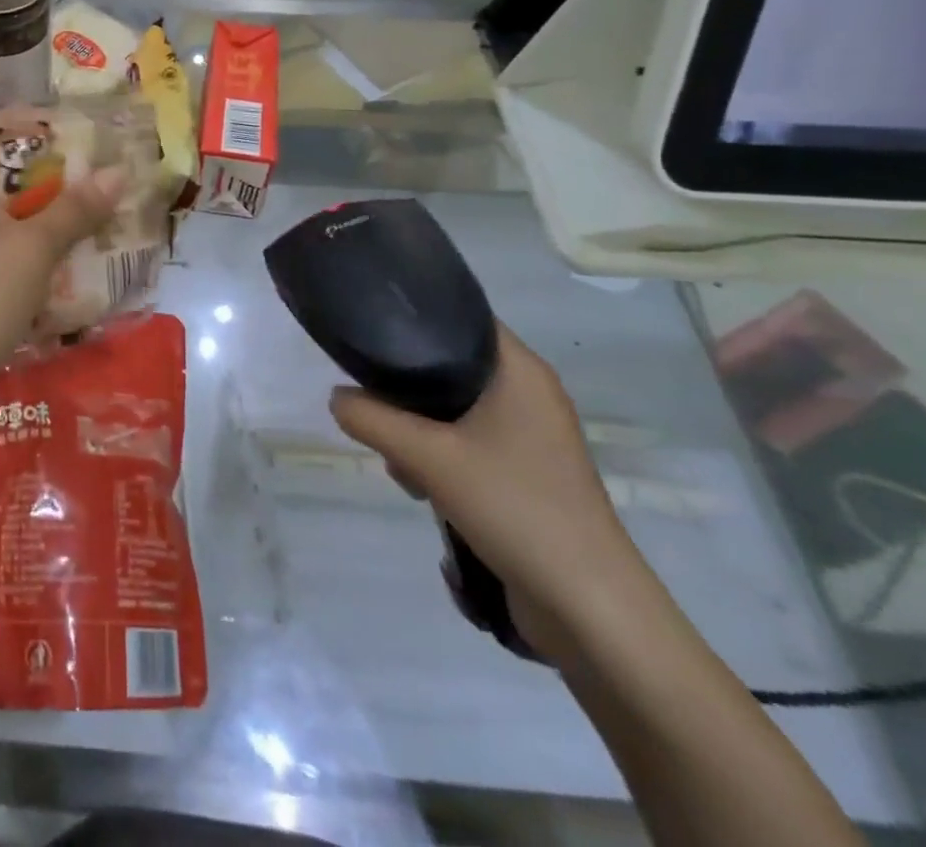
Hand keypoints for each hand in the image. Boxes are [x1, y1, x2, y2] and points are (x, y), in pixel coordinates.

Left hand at [0, 111, 124, 399]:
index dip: (18, 117)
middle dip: (32, 163)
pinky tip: (41, 253)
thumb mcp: (34, 250)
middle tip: (77, 170)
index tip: (61, 129)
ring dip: (25, 201)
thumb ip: (75, 209)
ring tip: (69, 210)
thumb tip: (118, 173)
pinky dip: (10, 231)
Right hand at [329, 325, 644, 652]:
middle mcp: (529, 395)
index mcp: (520, 372)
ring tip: (402, 464)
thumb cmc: (514, 508)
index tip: (370, 331)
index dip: (415, 318)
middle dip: (407, 390)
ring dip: (419, 431)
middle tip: (378, 410)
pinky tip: (424, 489)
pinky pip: (468, 444)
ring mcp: (531, 438)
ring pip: (454, 410)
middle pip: (450, 366)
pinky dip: (440, 457)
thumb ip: (371, 419)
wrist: (588, 609)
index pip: (461, 318)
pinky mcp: (527, 475)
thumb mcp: (427, 457)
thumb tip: (337, 398)